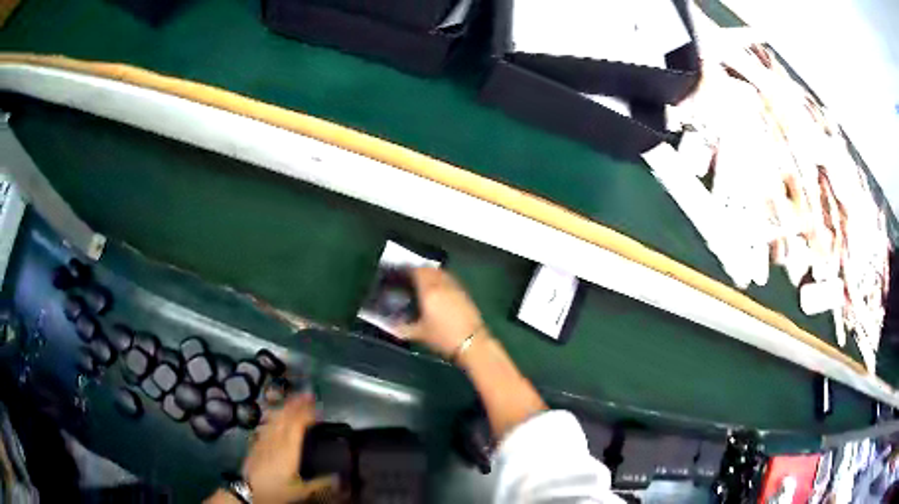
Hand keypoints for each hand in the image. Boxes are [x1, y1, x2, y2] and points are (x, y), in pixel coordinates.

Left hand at [242, 394, 338, 503]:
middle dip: (296, 403)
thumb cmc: (277, 490)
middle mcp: (275, 439)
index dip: (307, 413)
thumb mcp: (302, 491)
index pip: (297, 424)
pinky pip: (266, 423)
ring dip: (285, 406)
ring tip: (293, 400)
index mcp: (288, 449)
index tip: (318, 408)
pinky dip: (273, 415)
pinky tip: (275, 414)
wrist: (249, 491)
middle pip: (285, 416)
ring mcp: (263, 439)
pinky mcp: (256, 442)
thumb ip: (320, 482)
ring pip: (274, 417)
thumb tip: (339, 477)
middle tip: (308, 395)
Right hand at [399, 268, 483, 358]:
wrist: (472, 342)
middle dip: (419, 270)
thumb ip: (402, 328)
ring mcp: (455, 287)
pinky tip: (438, 289)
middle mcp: (442, 284)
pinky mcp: (465, 293)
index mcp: (429, 291)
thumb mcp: (419, 334)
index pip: (417, 271)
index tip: (399, 272)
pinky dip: (441, 279)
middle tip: (410, 276)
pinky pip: (449, 279)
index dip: (407, 269)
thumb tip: (389, 326)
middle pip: (429, 269)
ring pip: (441, 272)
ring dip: (431, 273)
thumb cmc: (443, 337)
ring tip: (423, 281)